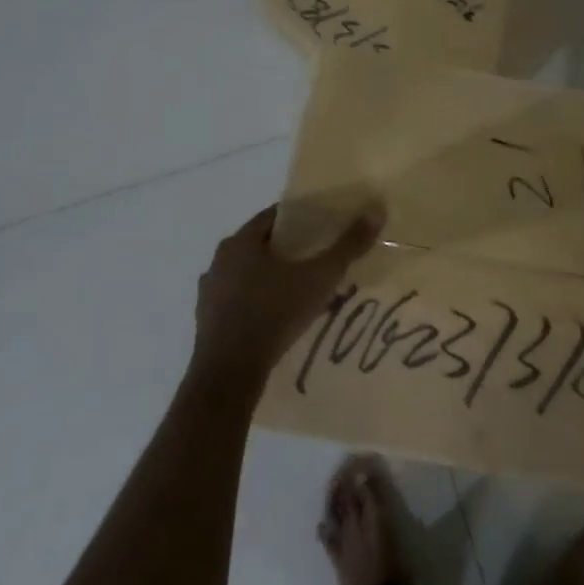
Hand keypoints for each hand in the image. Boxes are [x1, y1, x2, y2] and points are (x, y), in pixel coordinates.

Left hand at [191, 203, 384, 388]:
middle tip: (319, 257)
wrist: (229, 374)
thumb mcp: (319, 278)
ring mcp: (209, 293)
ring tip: (302, 289)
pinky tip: (278, 317)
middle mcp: (219, 261)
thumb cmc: (273, 314)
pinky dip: (258, 302)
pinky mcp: (207, 322)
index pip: (273, 217)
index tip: (324, 226)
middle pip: (260, 245)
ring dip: (271, 277)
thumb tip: (376, 210)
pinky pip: (238, 301)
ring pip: (248, 274)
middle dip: (289, 249)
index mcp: (240, 242)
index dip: (300, 218)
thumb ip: (347, 245)